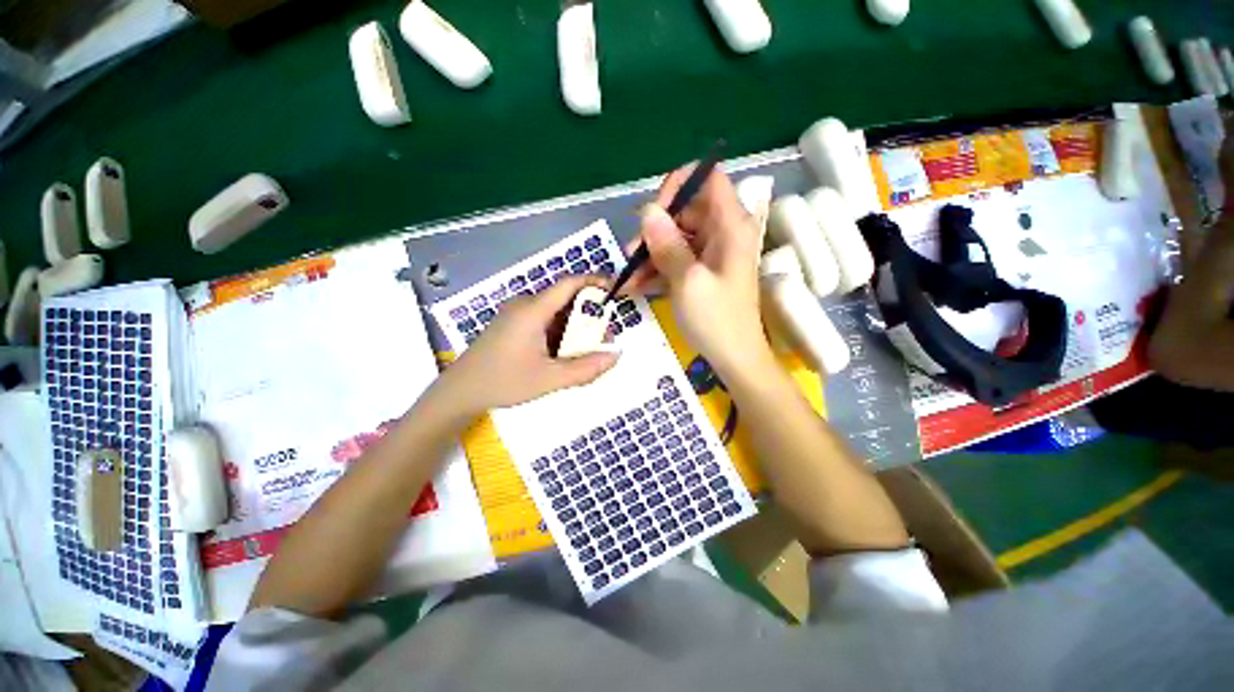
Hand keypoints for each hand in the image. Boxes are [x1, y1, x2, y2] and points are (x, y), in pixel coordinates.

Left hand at [438, 275, 619, 413]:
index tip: (615, 292)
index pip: (569, 284)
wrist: (460, 391)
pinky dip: (561, 331)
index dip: (594, 282)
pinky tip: (565, 352)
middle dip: (589, 314)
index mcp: (533, 310)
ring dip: (575, 325)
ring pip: (555, 312)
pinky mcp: (513, 325)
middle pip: (565, 299)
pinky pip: (544, 321)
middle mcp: (525, 305)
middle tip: (605, 337)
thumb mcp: (549, 379)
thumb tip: (615, 356)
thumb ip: (585, 368)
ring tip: (588, 349)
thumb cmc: (503, 381)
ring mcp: (517, 315)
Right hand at [622, 164, 770, 374]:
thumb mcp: (687, 281)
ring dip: (649, 254)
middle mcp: (722, 232)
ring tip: (627, 277)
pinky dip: (656, 270)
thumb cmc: (716, 320)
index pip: (707, 179)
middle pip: (685, 210)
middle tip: (632, 254)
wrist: (734, 359)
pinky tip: (634, 286)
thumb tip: (647, 211)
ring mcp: (711, 253)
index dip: (678, 185)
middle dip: (655, 229)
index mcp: (730, 226)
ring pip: (675, 237)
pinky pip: (676, 259)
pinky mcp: (701, 271)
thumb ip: (667, 245)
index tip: (654, 212)